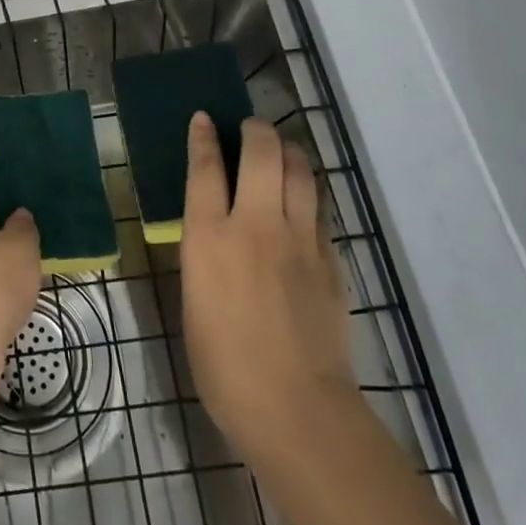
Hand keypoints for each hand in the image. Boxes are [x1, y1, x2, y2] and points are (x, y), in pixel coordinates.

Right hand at [181, 114, 353, 449]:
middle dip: (256, 130)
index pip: (205, 168)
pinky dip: (308, 193)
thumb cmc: (223, 363)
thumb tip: (214, 233)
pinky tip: (302, 201)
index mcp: (209, 237)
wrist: (294, 407)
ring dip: (289, 151)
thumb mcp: (195, 299)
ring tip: (280, 151)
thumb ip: (205, 254)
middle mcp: (254, 225)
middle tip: (250, 129)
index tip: (204, 117)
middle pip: (262, 152)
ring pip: (300, 170)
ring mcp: (299, 240)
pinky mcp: (331, 259)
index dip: (204, 137)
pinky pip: (319, 209)